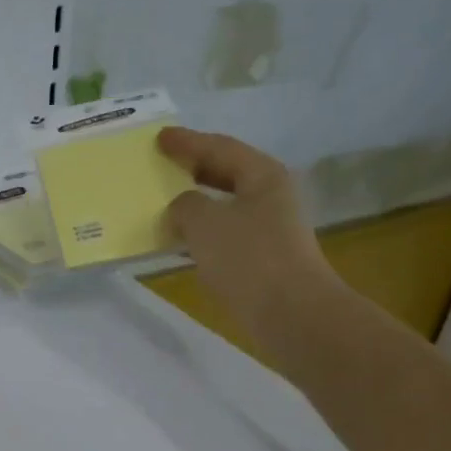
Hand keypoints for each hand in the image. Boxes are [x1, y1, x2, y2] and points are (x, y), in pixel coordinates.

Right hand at [158, 126, 341, 355]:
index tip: (159, 138)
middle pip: (226, 173)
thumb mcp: (205, 222)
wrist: (290, 312)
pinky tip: (179, 240)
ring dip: (194, 203)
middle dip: (193, 168)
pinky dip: (200, 232)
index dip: (187, 142)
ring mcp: (269, 228)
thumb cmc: (248, 258)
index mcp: (262, 175)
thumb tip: (182, 207)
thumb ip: (185, 205)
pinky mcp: (262, 257)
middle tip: (162, 164)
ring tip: (163, 202)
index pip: (219, 147)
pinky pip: (223, 233)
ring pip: (224, 205)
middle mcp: (270, 196)